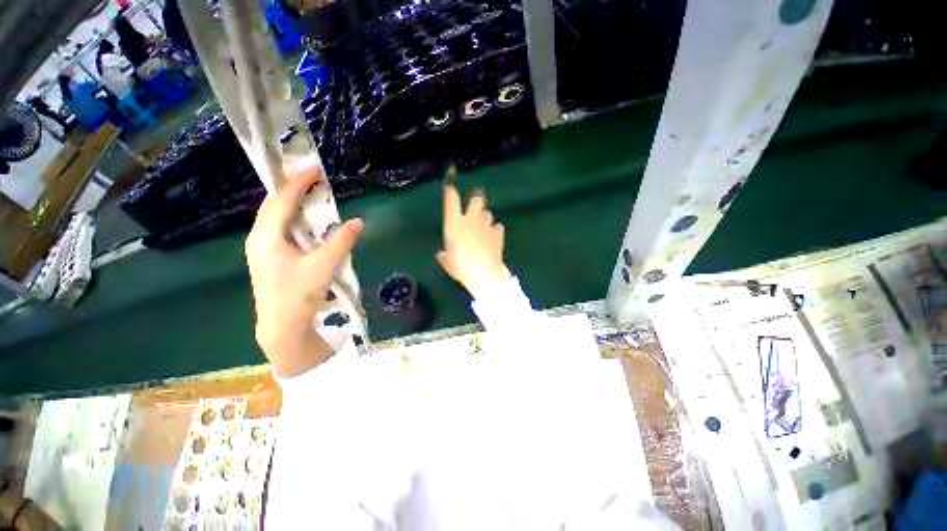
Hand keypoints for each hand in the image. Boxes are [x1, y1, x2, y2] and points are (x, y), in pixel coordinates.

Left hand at [245, 165, 362, 376]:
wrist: (281, 326)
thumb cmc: (299, 294)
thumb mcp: (324, 266)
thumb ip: (341, 242)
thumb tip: (358, 222)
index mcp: (267, 237)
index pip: (282, 201)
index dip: (298, 183)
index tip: (313, 168)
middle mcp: (259, 239)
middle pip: (273, 206)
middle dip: (291, 189)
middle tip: (311, 178)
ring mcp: (260, 249)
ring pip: (274, 218)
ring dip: (291, 204)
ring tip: (309, 195)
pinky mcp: (267, 259)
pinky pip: (278, 229)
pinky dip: (291, 219)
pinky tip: (304, 224)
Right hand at [437, 185, 510, 298]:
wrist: (484, 272)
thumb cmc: (461, 267)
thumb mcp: (447, 262)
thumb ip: (444, 255)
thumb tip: (442, 254)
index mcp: (455, 224)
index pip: (452, 200)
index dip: (451, 193)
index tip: (450, 189)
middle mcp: (471, 220)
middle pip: (477, 200)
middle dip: (476, 201)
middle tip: (475, 209)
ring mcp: (486, 225)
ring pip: (488, 213)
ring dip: (485, 218)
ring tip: (484, 228)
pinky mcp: (498, 233)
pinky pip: (498, 227)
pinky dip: (495, 230)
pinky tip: (493, 237)